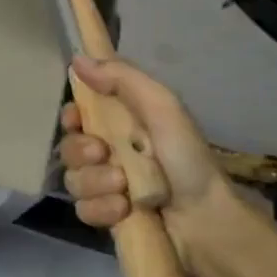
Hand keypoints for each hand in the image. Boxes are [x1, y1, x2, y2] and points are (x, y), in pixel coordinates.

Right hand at [58, 55, 258, 272]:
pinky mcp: (107, 218)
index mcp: (121, 124)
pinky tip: (124, 210)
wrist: (207, 218)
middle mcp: (109, 153)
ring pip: (74, 180)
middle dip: (82, 152)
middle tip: (104, 154)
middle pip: (69, 148)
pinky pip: (83, 210)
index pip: (77, 115)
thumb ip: (122, 78)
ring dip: (96, 182)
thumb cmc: (187, 157)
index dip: (71, 117)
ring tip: (124, 188)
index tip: (77, 119)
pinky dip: (101, 209)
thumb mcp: (161, 107)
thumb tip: (77, 58)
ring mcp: (106, 187)